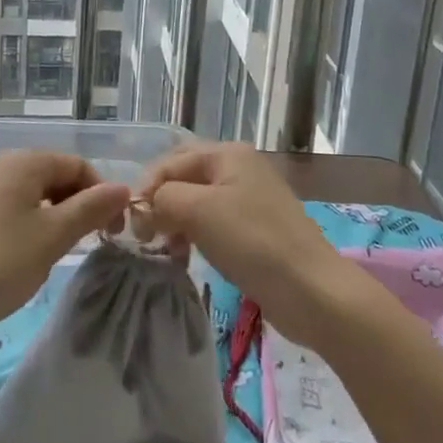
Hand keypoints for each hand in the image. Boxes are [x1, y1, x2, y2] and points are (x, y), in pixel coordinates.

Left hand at [0, 150, 129, 354]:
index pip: (79, 166)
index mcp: (25, 162)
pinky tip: (27, 261)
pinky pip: (15, 213)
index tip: (112, 232)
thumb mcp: (51, 237)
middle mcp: (4, 167)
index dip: (102, 194)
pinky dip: (32, 231)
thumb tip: (124, 187)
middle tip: (89, 245)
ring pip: (36, 198)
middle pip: (57, 178)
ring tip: (58, 256)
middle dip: (79, 207)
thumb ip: (90, 210)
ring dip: (56, 222)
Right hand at [140, 143, 351, 347]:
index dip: (146, 188)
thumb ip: (163, 198)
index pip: (170, 161)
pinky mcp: (255, 229)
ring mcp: (250, 198)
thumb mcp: (198, 211)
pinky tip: (186, 255)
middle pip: (184, 177)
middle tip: (144, 234)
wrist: (311, 290)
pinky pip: (213, 222)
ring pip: (197, 201)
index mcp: (228, 153)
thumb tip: (145, 207)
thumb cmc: (252, 241)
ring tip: (164, 248)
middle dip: (160, 202)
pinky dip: (195, 235)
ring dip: (175, 221)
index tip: (131, 225)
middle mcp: (239, 167)